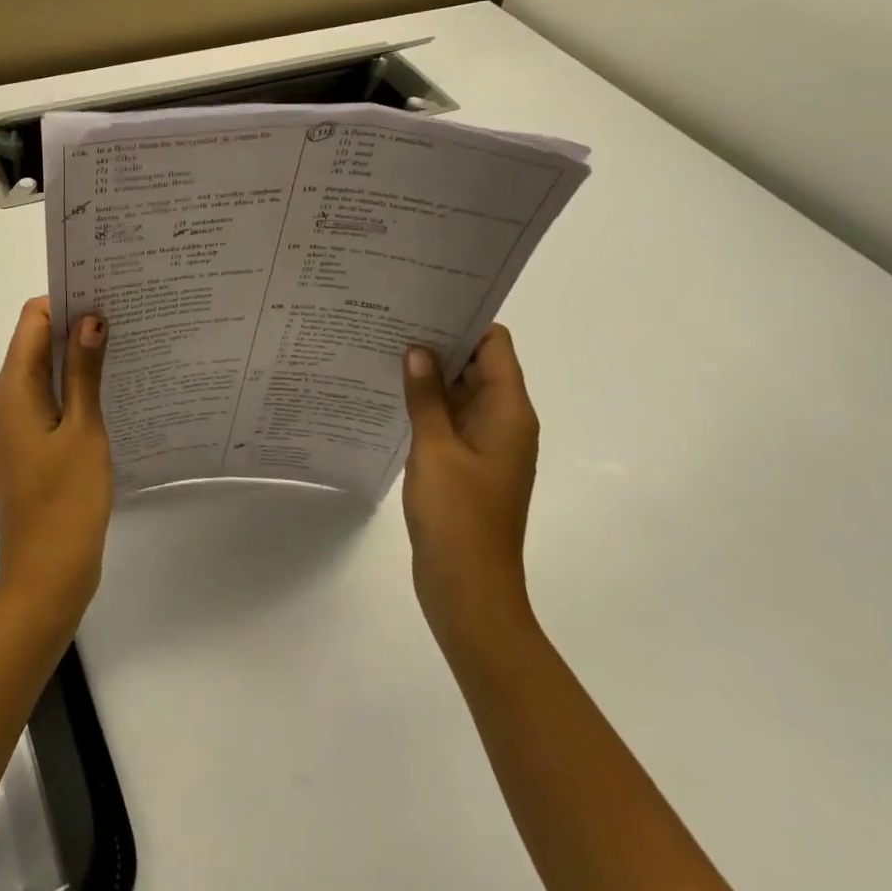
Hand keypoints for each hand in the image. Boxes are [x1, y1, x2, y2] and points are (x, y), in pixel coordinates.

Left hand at [0, 298, 112, 632]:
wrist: (45, 577)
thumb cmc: (67, 501)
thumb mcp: (83, 430)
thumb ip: (83, 372)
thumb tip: (89, 317)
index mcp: (11, 391)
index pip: (31, 321)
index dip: (64, 301)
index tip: (105, 295)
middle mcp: (2, 401)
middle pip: (35, 345)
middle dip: (74, 327)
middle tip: (124, 317)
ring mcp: (10, 427)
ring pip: (41, 374)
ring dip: (75, 359)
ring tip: (123, 347)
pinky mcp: (23, 447)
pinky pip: (44, 402)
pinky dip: (70, 389)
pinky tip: (107, 391)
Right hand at [400, 326, 540, 648]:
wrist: (469, 590)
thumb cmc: (458, 516)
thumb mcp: (434, 448)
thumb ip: (425, 396)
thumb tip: (417, 350)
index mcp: (508, 412)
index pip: (494, 345)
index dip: (464, 319)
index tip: (423, 300)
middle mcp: (504, 422)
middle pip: (478, 364)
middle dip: (440, 341)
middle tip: (391, 318)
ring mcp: (486, 445)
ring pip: (461, 392)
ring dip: (430, 373)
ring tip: (383, 347)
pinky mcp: (468, 464)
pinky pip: (450, 418)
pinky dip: (427, 403)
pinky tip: (389, 394)